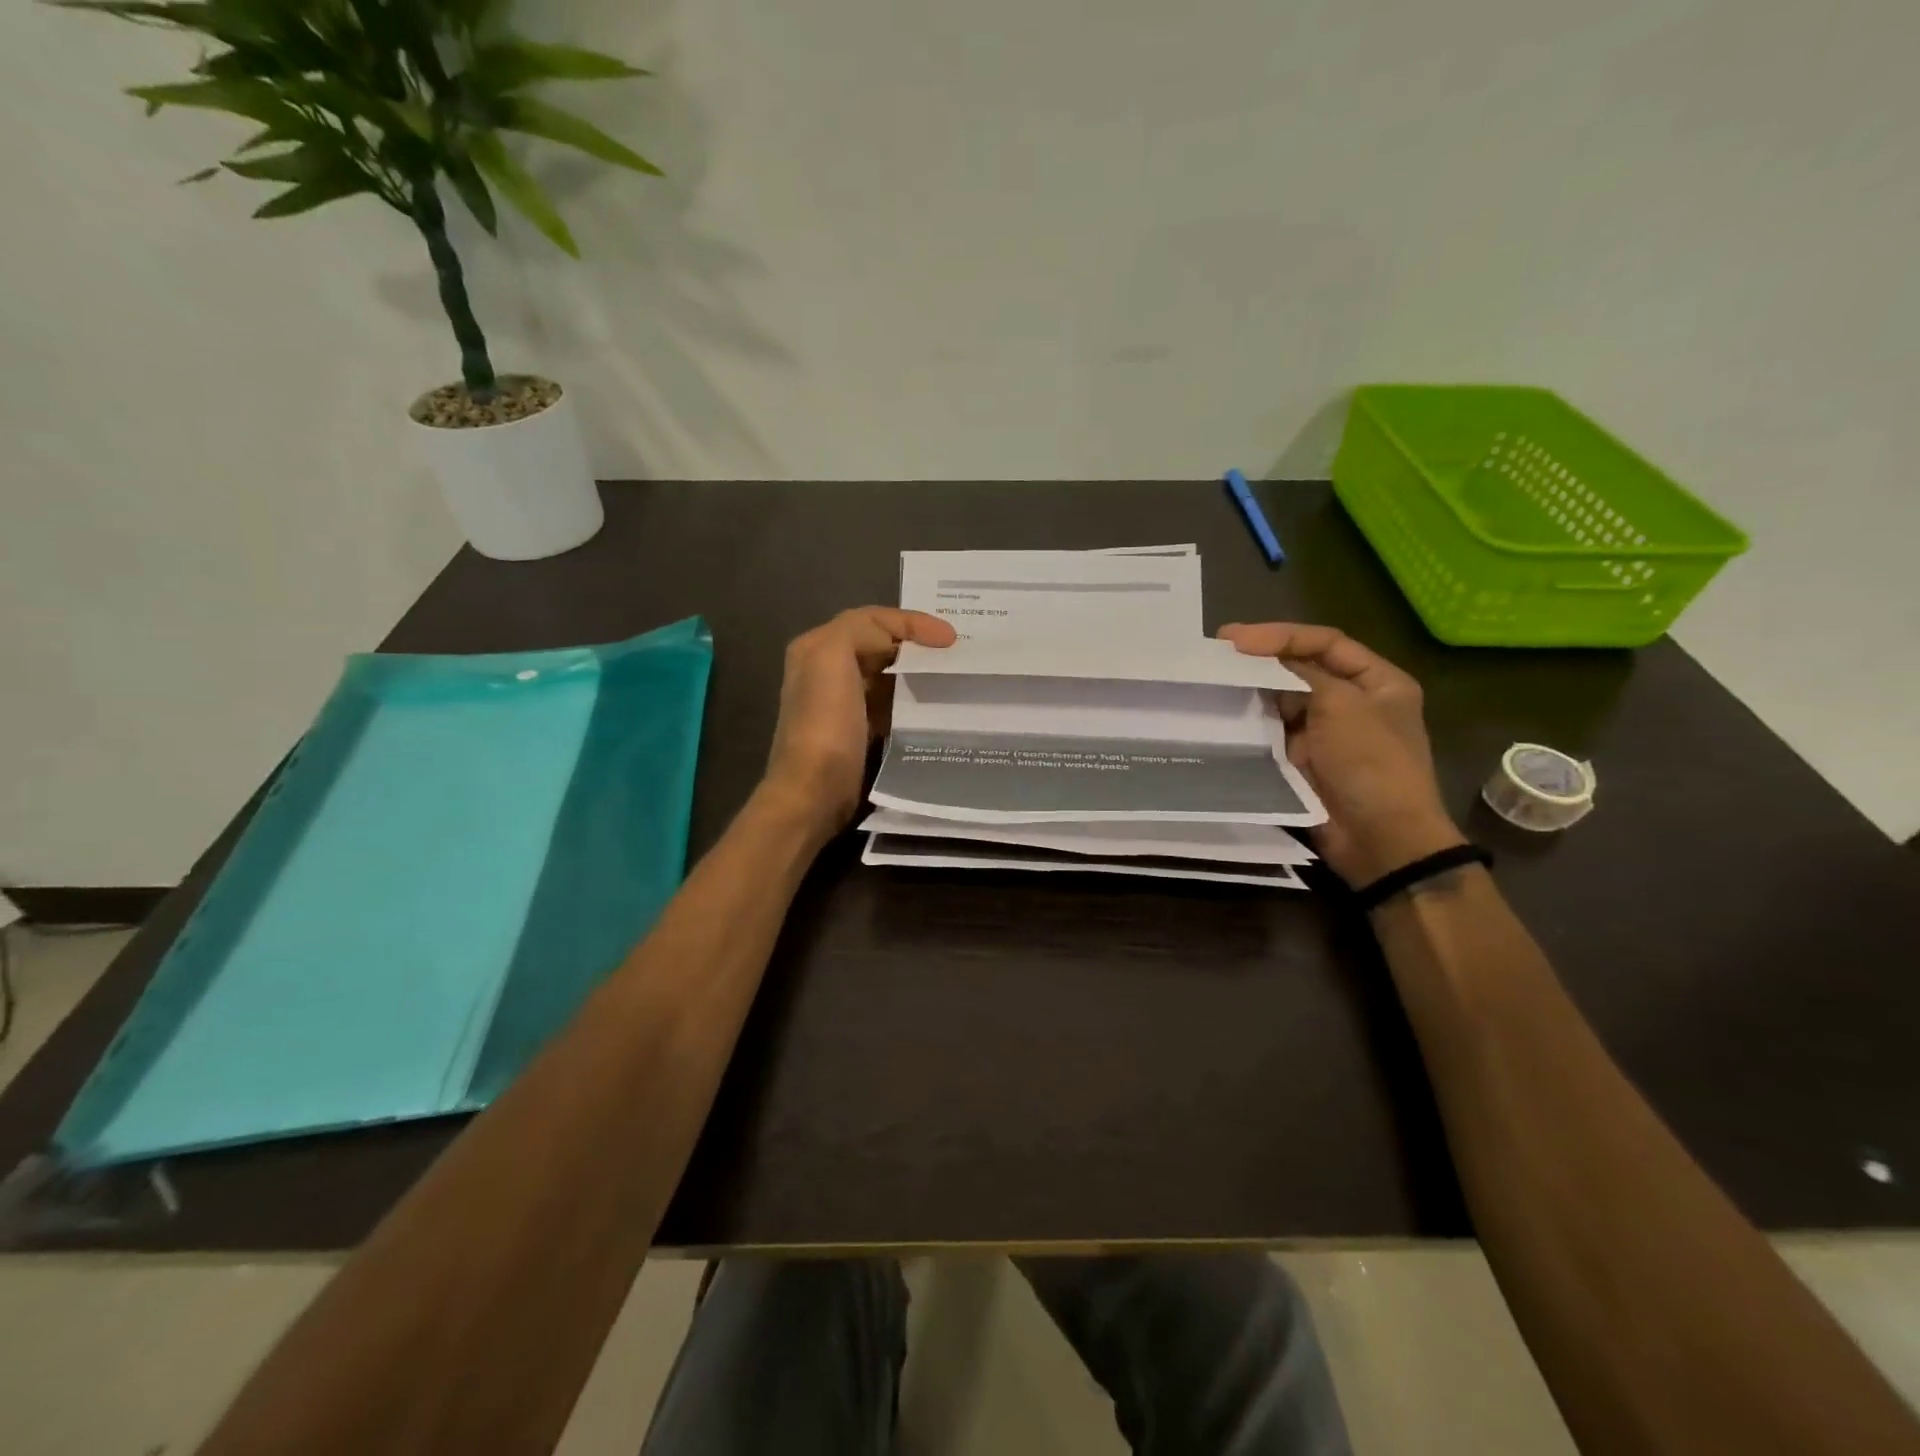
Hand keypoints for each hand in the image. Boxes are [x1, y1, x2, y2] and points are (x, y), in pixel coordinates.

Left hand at [761, 606, 956, 834]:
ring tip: (954, 678)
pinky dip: (912, 702)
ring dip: (918, 675)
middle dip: (918, 647)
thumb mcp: (833, 658)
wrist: (814, 794)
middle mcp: (826, 671)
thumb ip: (862, 630)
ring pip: (888, 677)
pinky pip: (891, 706)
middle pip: (881, 646)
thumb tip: (901, 644)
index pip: (872, 619)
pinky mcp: (858, 733)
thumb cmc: (826, 724)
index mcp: (818, 647)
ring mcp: (842, 704)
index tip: (951, 639)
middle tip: (959, 655)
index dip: (912, 623)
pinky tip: (935, 708)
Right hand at [1219, 622, 1463, 885]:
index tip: (1234, 639)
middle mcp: (1352, 702)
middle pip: (1300, 669)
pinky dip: (1248, 723)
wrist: (1378, 839)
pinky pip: (1270, 733)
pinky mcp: (1300, 760)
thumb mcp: (1342, 706)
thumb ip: (1301, 674)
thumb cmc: (1371, 763)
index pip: (1324, 642)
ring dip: (1250, 691)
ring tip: (1210, 680)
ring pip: (1280, 701)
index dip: (1279, 636)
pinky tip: (1221, 714)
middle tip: (1214, 655)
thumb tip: (1259, 657)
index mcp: (1377, 682)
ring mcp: (1324, 733)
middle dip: (1259, 661)